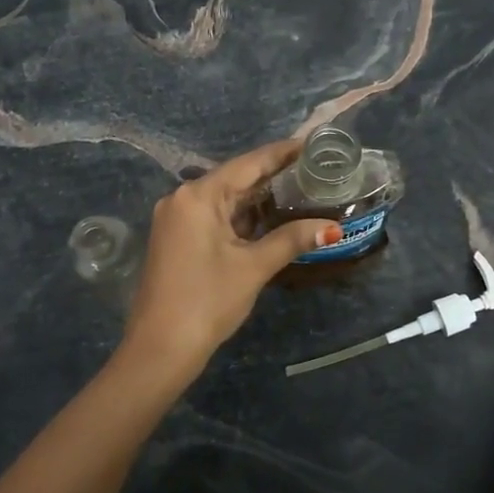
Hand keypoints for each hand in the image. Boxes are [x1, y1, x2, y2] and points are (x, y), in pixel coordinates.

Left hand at [122, 139, 340, 383]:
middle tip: (314, 170)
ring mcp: (175, 219)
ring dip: (258, 198)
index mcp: (198, 196)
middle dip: (273, 176)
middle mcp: (182, 198)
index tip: (312, 144)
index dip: (282, 153)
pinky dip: (240, 217)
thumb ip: (292, 239)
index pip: (248, 164)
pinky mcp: (175, 239)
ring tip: (300, 190)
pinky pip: (213, 216)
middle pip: (235, 178)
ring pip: (224, 199)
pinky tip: (268, 218)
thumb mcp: (254, 267)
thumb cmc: (207, 301)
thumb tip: (333, 227)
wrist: (160, 348)